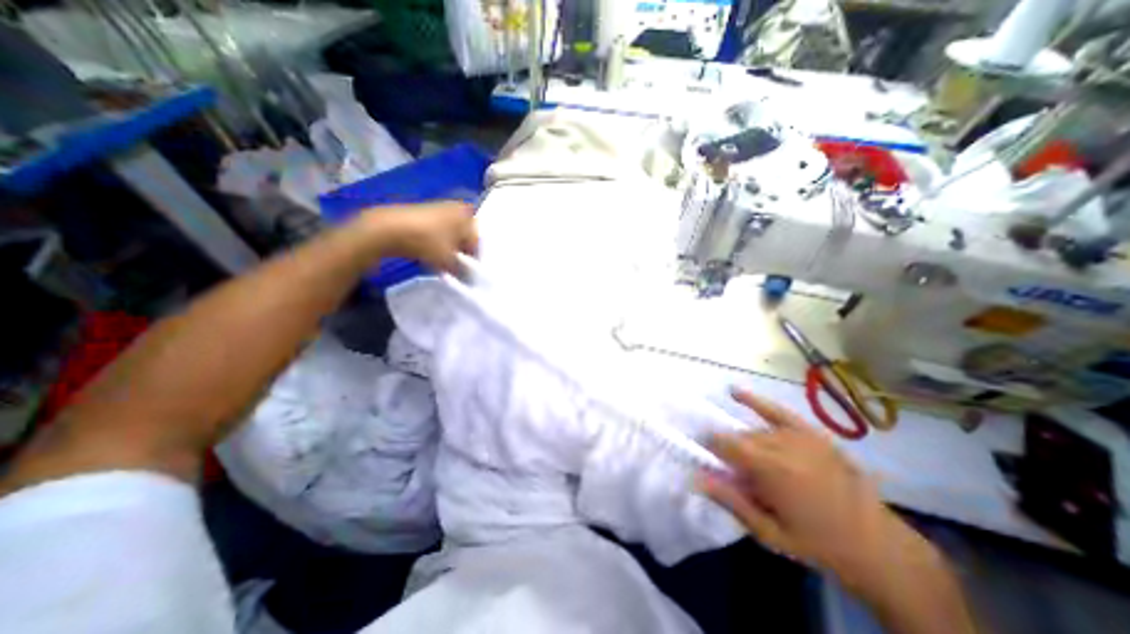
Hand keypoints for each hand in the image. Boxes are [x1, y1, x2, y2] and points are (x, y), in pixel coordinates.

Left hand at [365, 202, 476, 271]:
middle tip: (457, 268)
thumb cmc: (427, 241)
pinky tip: (429, 253)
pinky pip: (436, 232)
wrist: (388, 228)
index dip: (474, 259)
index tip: (468, 272)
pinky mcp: (422, 212)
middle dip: (462, 253)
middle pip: (465, 236)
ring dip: (449, 248)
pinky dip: (436, 243)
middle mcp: (456, 208)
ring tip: (442, 263)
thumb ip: (463, 271)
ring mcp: (438, 208)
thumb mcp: (449, 261)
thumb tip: (469, 278)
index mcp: (468, 215)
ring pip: (450, 234)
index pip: (477, 241)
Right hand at [704, 391, 921, 588]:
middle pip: (740, 439)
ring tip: (754, 465)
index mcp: (770, 470)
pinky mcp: (812, 433)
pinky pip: (777, 410)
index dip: (710, 447)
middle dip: (731, 452)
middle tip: (737, 475)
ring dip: (746, 443)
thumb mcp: (768, 532)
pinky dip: (755, 401)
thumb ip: (730, 500)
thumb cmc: (817, 543)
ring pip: (756, 430)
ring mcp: (799, 436)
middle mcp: (782, 445)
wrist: (878, 545)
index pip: (724, 444)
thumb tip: (696, 478)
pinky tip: (734, 392)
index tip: (703, 455)